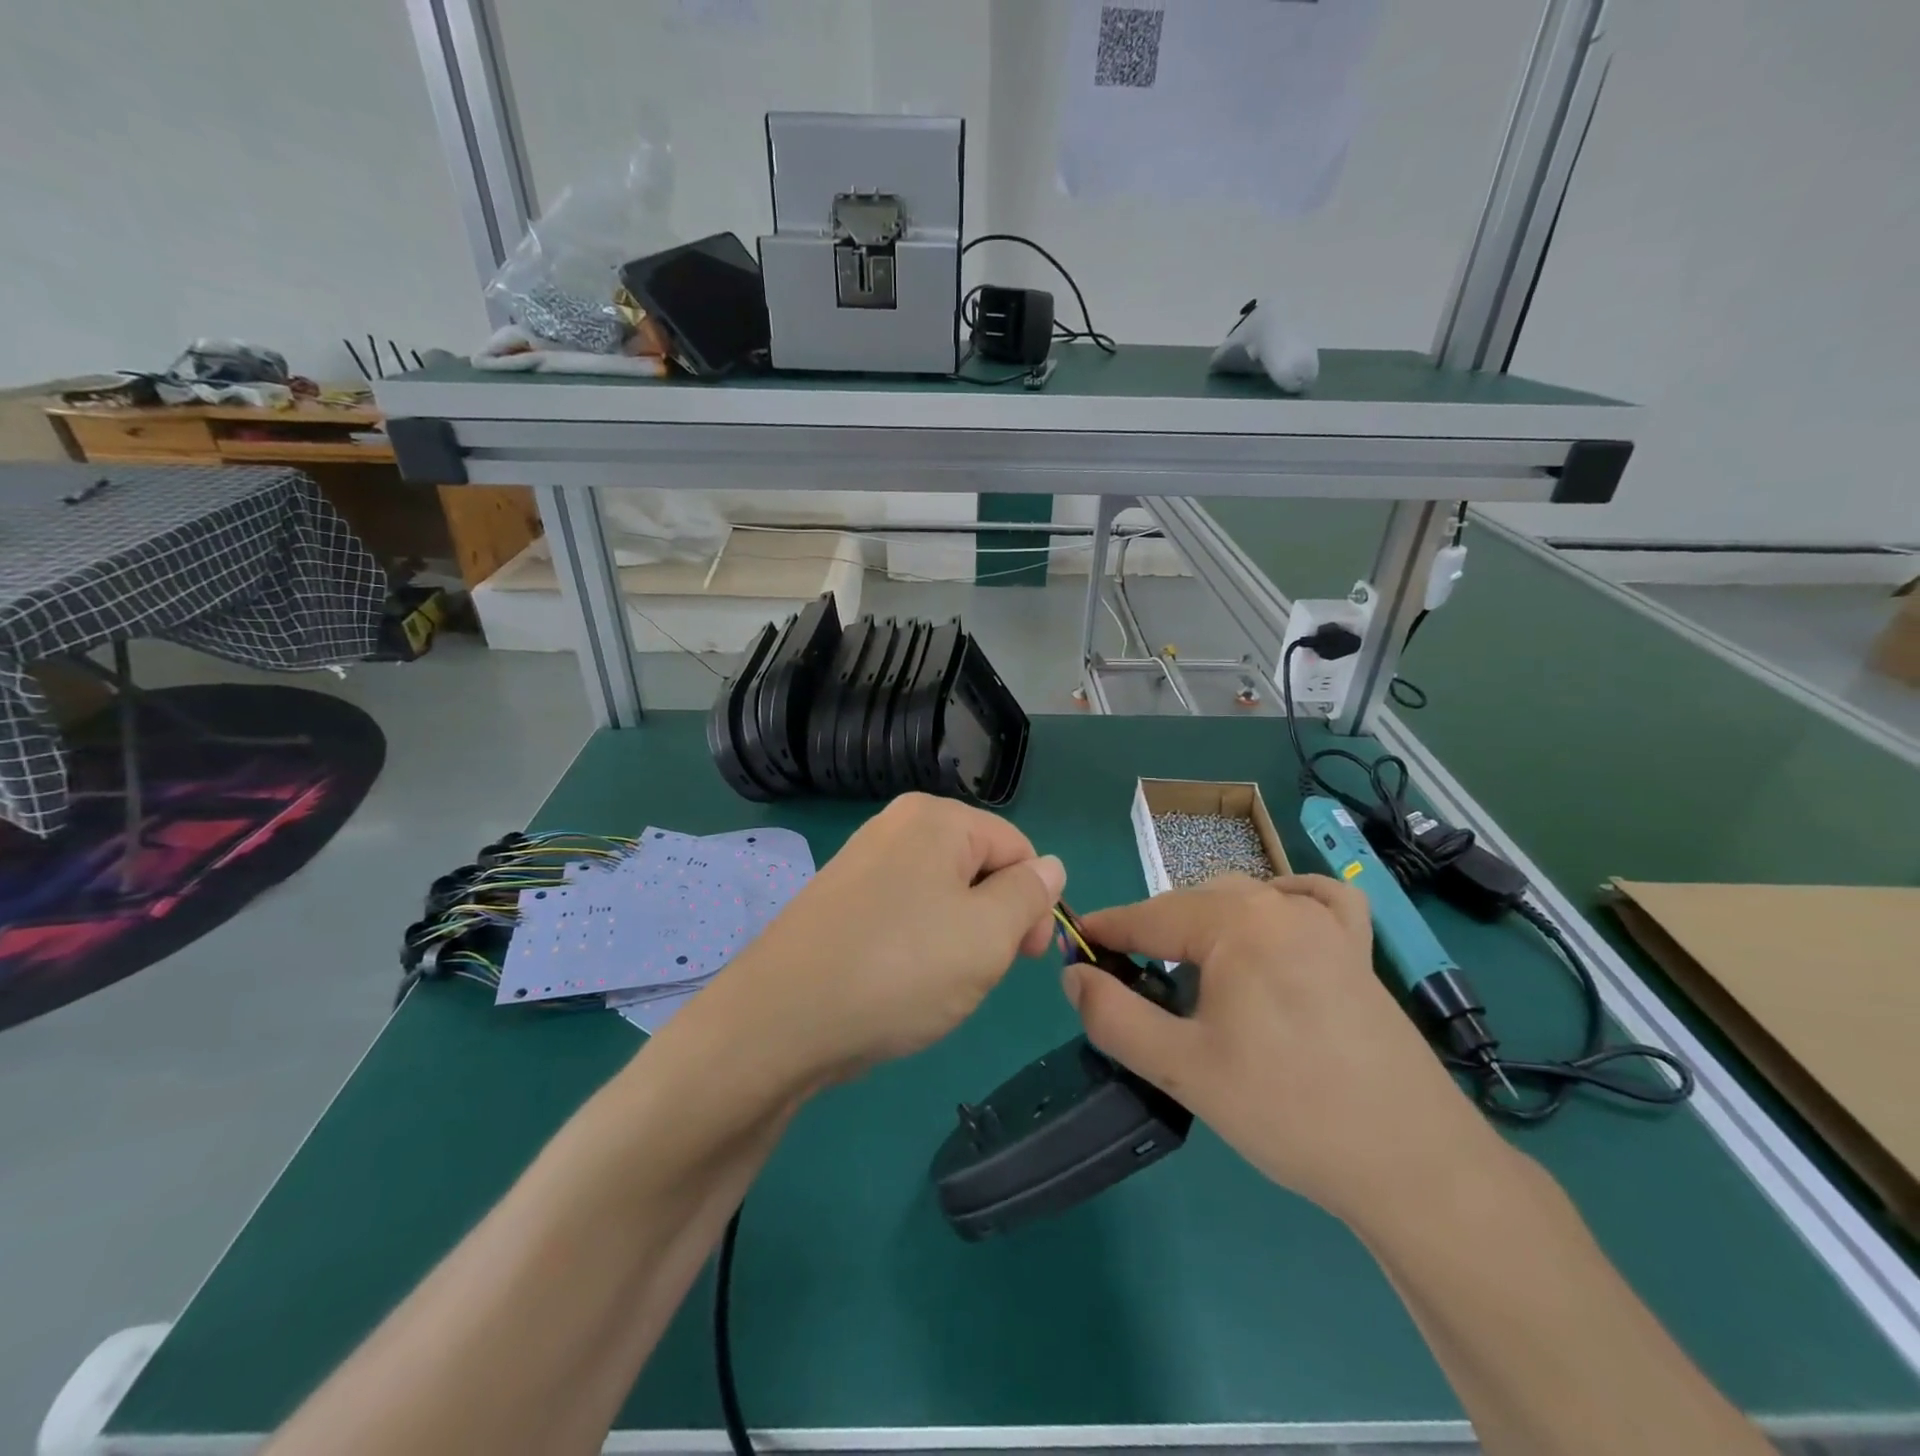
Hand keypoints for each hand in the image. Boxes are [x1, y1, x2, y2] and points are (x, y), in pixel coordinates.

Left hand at [699, 794, 1064, 1086]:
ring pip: (942, 895)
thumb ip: (1028, 895)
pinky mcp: (839, 899)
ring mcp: (862, 860)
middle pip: (978, 867)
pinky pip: (903, 911)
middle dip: (993, 919)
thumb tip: (1049, 866)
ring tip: (936, 983)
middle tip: (978, 972)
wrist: (780, 1021)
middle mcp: (897, 826)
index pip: (1017, 849)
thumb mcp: (987, 935)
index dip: (1034, 903)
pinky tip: (900, 982)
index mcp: (937, 818)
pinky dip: (916, 945)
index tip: (1027, 958)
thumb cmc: (900, 969)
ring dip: (956, 937)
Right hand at [1068, 875, 1503, 1228]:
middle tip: (1129, 979)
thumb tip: (1074, 975)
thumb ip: (1114, 1016)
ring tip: (1188, 968)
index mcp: (1237, 923)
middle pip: (1193, 903)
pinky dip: (1281, 899)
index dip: (1106, 930)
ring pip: (1244, 898)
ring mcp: (1326, 922)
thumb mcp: (1183, 1069)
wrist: (1414, 1165)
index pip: (1150, 915)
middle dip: (1153, 932)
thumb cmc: (1288, 1111)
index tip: (1074, 944)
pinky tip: (1271, 924)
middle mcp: (1280, 904)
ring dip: (1205, 921)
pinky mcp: (1357, 949)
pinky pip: (1314, 898)